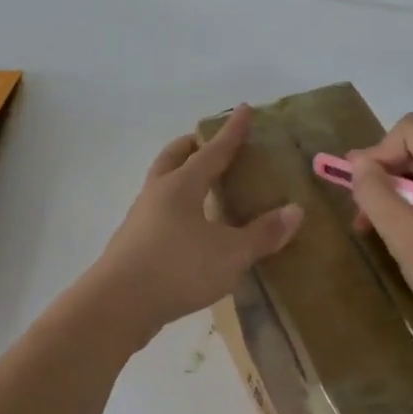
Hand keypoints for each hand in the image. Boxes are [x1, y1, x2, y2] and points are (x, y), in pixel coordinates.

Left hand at [88, 105, 303, 338]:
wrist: (118, 304)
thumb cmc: (178, 269)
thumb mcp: (230, 254)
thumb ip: (262, 234)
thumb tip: (294, 211)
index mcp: (182, 185)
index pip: (213, 151)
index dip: (232, 131)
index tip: (243, 109)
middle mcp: (157, 193)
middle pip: (174, 157)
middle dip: (192, 146)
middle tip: (210, 143)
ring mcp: (140, 217)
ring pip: (161, 184)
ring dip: (180, 176)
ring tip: (202, 186)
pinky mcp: (133, 243)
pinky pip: (158, 211)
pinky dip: (176, 207)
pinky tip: (188, 227)